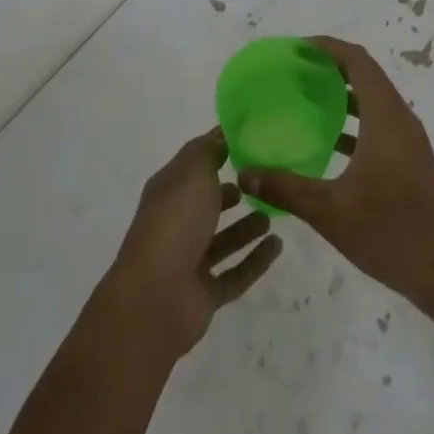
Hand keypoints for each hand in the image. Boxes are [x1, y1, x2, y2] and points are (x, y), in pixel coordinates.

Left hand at [104, 128, 282, 359]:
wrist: (155, 299)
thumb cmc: (174, 222)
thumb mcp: (193, 172)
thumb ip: (210, 151)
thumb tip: (223, 134)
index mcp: (170, 190)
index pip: (196, 162)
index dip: (219, 149)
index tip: (251, 138)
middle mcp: (178, 222)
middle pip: (208, 203)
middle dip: (232, 191)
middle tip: (264, 180)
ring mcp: (190, 261)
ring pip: (223, 239)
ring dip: (246, 227)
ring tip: (274, 212)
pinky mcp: (205, 294)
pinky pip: (236, 273)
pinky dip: (256, 260)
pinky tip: (278, 246)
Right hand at [238, 35, 433, 309]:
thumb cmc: (392, 233)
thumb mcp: (331, 212)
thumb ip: (286, 189)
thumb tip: (245, 171)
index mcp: (385, 116)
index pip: (357, 60)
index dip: (328, 46)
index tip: (297, 47)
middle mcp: (399, 118)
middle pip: (365, 75)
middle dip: (331, 66)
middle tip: (294, 70)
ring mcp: (408, 140)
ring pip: (373, 100)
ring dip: (342, 94)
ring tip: (305, 100)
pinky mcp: (410, 161)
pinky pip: (378, 124)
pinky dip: (353, 121)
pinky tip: (328, 144)